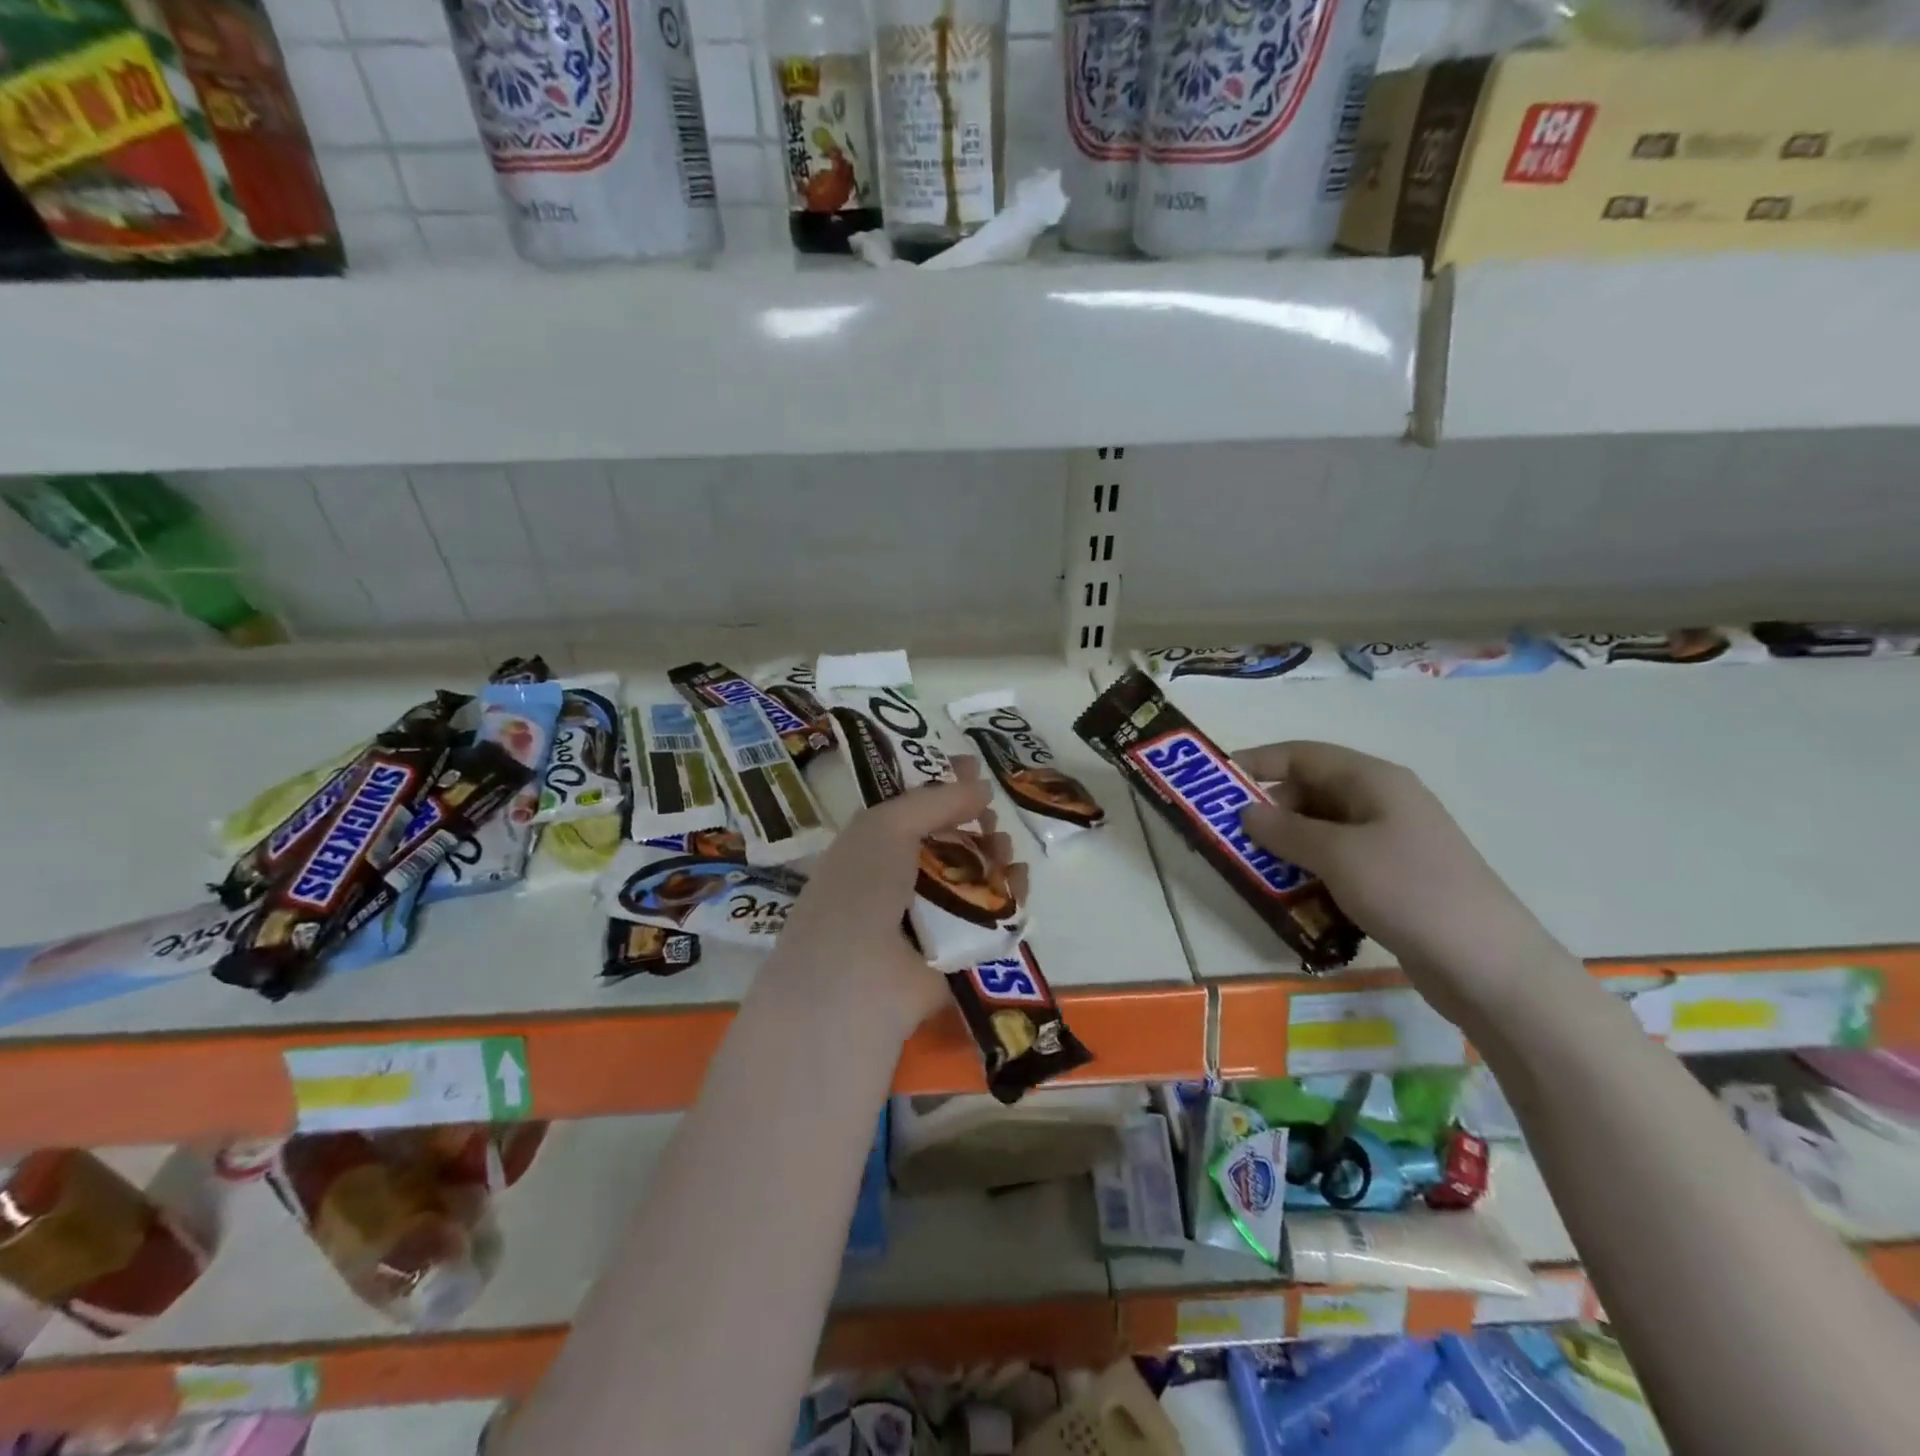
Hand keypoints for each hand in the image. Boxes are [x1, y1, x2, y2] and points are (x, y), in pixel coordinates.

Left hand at [777, 758, 1025, 1037]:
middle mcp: (898, 879)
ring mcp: (929, 917)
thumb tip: (981, 788)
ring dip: (994, 856)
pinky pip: (991, 914)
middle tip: (990, 818)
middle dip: (974, 822)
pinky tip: (1019, 880)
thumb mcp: (886, 826)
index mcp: (872, 847)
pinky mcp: (959, 950)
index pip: (913, 808)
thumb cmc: (861, 889)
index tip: (974, 766)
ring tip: (1004, 850)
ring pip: (973, 876)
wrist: (856, 980)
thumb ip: (936, 800)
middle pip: (949, 840)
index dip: (942, 786)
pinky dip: (1009, 895)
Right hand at [1234, 741, 1572, 1030]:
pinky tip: (1292, 894)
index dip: (1259, 762)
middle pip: (1313, 790)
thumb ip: (1284, 830)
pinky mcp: (1395, 878)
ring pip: (1324, 829)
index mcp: (1374, 780)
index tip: (1217, 782)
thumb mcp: (1337, 855)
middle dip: (1270, 809)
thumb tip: (1246, 812)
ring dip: (1287, 844)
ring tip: (1254, 868)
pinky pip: (1339, 861)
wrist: (1488, 964)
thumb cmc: (1408, 890)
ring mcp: (1392, 842)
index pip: (1304, 754)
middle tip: (1233, 836)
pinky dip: (1311, 870)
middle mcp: (1383, 802)